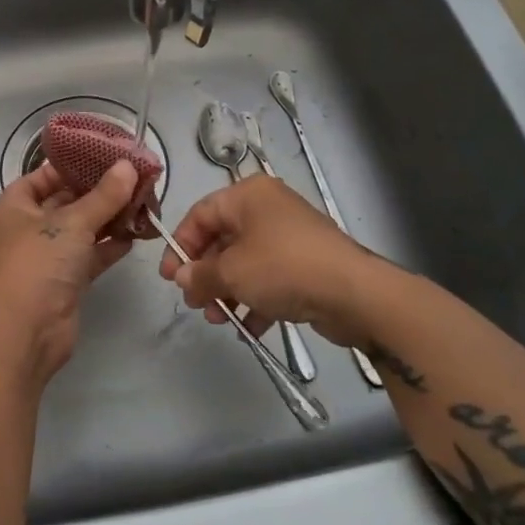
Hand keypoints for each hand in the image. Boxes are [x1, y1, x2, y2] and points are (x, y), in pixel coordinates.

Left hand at [0, 159, 141, 381]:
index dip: (75, 165)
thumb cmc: (38, 264)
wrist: (26, 332)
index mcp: (15, 206)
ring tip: (146, 203)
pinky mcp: (66, 279)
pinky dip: (110, 245)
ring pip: (82, 228)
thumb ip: (104, 196)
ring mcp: (47, 255)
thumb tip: (128, 167)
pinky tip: (138, 233)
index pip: (45, 175)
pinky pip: (91, 253)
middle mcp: (28, 227)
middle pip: (68, 200)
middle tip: (138, 178)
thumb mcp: (72, 223)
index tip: (110, 156)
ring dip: (110, 218)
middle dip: (101, 192)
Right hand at [157, 176, 375, 347]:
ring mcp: (290, 237)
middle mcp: (268, 209)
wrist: (354, 293)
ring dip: (228, 292)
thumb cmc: (283, 268)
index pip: (200, 215)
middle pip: (222, 240)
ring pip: (246, 262)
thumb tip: (182, 278)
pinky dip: (256, 300)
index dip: (180, 246)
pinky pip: (270, 279)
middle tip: (195, 304)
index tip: (170, 278)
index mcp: (248, 196)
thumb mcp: (231, 272)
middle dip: (205, 275)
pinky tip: (248, 329)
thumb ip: (199, 275)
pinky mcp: (307, 264)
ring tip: (220, 320)